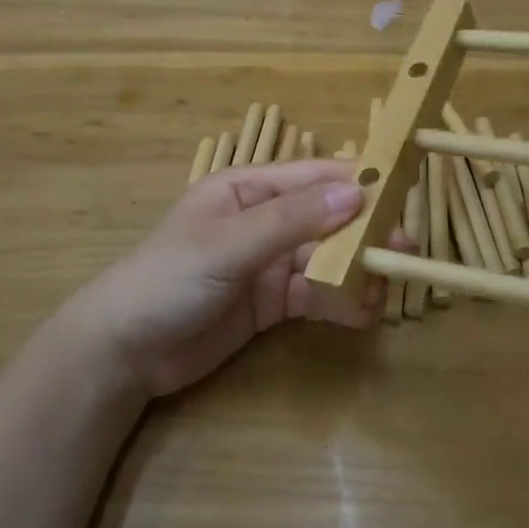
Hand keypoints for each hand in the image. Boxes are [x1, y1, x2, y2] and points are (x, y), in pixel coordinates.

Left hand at [65, 157, 396, 398]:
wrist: (124, 352)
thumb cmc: (169, 278)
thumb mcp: (229, 244)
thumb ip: (292, 220)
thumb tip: (356, 194)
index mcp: (248, 188)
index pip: (313, 176)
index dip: (356, 182)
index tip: (402, 191)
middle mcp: (263, 219)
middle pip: (325, 218)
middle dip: (363, 232)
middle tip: (404, 248)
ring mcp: (267, 262)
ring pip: (325, 257)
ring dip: (355, 270)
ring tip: (384, 289)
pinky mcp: (270, 301)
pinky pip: (314, 293)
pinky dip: (338, 300)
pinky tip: (361, 313)